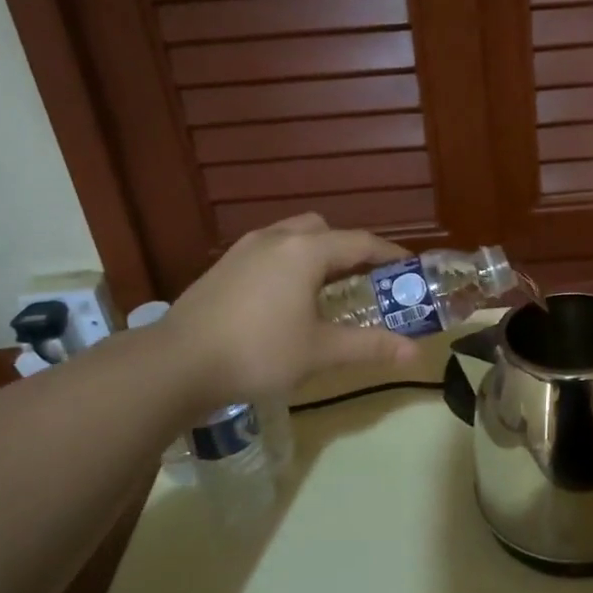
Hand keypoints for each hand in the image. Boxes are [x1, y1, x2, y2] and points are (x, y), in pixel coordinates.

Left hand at [162, 214, 418, 399]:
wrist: (178, 363)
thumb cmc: (259, 352)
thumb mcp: (321, 351)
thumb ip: (370, 346)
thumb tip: (414, 352)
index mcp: (306, 250)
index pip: (361, 242)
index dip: (390, 254)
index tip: (409, 267)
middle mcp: (277, 238)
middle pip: (324, 230)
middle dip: (349, 249)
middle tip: (364, 279)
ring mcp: (245, 249)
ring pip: (293, 237)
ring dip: (316, 254)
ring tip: (325, 289)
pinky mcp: (224, 266)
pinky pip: (269, 251)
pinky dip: (290, 263)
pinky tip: (286, 299)